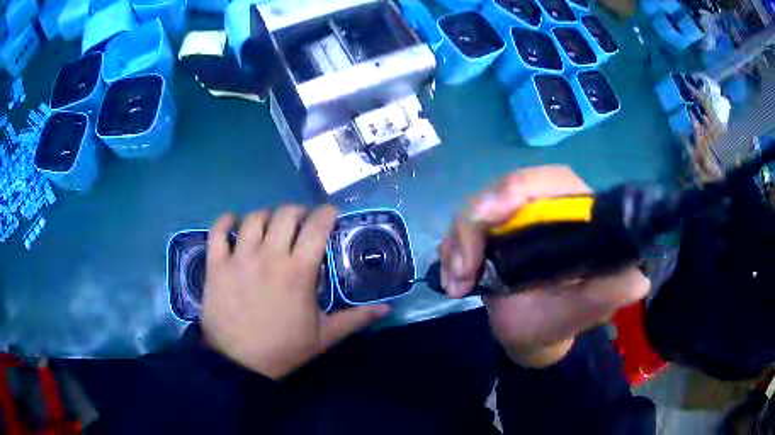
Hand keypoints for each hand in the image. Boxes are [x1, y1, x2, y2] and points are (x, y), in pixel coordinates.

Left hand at [201, 205, 389, 379]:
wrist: (239, 363)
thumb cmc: (283, 348)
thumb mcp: (324, 336)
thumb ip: (356, 318)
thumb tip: (387, 308)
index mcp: (298, 271)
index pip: (316, 227)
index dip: (326, 213)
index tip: (330, 214)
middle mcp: (269, 256)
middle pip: (285, 214)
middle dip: (298, 212)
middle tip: (301, 223)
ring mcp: (239, 257)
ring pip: (254, 218)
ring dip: (266, 215)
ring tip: (270, 226)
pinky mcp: (217, 264)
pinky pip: (218, 230)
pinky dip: (226, 220)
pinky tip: (234, 222)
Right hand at [439, 166, 649, 367]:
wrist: (528, 335)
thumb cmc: (559, 322)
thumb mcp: (585, 312)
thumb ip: (611, 293)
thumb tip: (637, 279)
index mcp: (578, 214)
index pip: (553, 180)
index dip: (518, 190)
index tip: (489, 219)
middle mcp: (548, 205)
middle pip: (505, 188)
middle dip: (475, 224)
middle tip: (460, 270)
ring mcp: (516, 216)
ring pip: (478, 205)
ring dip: (458, 241)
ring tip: (454, 284)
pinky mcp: (493, 229)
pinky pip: (464, 225)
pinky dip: (451, 248)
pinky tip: (451, 281)